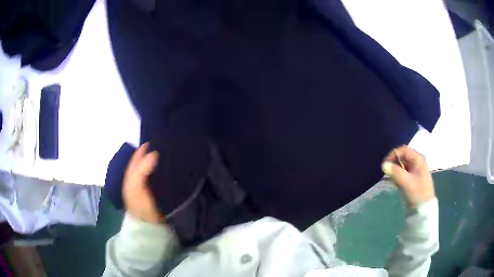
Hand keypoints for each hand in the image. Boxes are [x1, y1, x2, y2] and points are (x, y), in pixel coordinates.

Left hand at [123, 142, 162, 222]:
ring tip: (168, 154)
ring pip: (150, 170)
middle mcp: (136, 180)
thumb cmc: (141, 205)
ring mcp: (145, 187)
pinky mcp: (154, 193)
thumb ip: (142, 169)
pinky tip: (169, 169)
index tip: (155, 140)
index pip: (136, 159)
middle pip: (142, 162)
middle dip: (150, 153)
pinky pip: (156, 178)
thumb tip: (153, 153)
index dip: (143, 149)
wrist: (149, 226)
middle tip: (163, 145)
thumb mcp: (136, 187)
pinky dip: (161, 171)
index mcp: (130, 177)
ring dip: (156, 162)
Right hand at [381, 145, 435, 206]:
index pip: (404, 150)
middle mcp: (417, 162)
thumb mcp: (406, 182)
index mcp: (418, 159)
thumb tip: (384, 164)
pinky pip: (404, 173)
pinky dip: (398, 176)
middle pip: (403, 157)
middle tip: (386, 172)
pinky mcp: (413, 178)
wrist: (424, 208)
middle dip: (394, 163)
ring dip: (396, 170)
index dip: (394, 154)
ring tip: (391, 179)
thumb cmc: (417, 193)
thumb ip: (395, 172)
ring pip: (403, 165)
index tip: (385, 163)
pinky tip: (396, 183)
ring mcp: (416, 170)